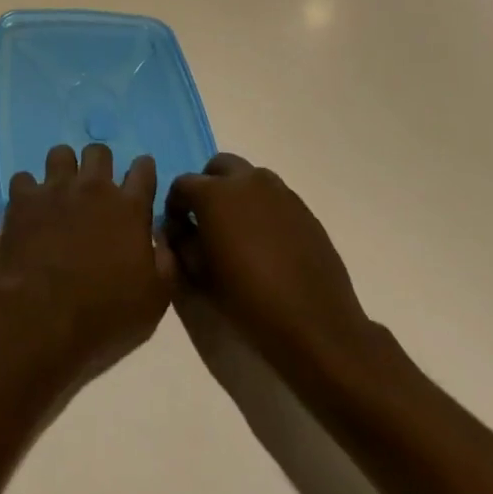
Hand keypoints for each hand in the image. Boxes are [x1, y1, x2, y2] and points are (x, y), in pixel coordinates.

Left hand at [0, 144, 174, 387]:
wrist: (44, 320)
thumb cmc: (105, 315)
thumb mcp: (155, 300)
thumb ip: (165, 262)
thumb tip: (162, 239)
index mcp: (129, 209)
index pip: (144, 169)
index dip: (143, 169)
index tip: (141, 178)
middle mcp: (93, 188)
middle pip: (99, 151)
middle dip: (100, 164)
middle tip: (96, 188)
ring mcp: (55, 189)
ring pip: (60, 153)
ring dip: (63, 169)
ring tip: (60, 192)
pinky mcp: (23, 199)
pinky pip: (23, 178)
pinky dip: (27, 191)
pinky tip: (29, 209)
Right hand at [165, 154, 385, 387]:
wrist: (316, 326)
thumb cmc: (249, 301)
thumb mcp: (201, 276)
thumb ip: (183, 244)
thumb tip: (179, 230)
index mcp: (215, 194)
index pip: (183, 184)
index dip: (175, 206)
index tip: (178, 229)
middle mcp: (247, 180)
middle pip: (218, 167)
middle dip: (208, 187)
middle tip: (208, 221)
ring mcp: (280, 192)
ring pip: (249, 178)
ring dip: (237, 194)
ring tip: (239, 231)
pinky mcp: (304, 208)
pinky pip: (274, 197)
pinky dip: (262, 209)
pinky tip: (267, 243)